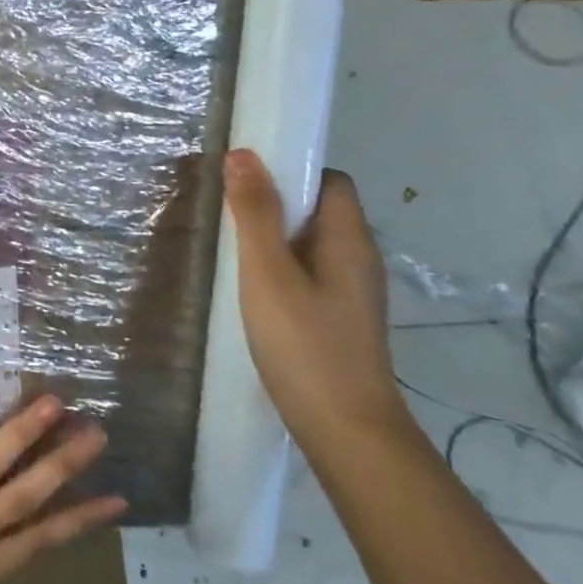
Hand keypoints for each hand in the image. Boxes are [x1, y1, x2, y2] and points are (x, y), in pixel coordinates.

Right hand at [223, 148, 405, 442]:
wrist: (345, 429)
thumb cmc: (304, 344)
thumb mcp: (267, 273)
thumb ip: (254, 214)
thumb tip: (242, 154)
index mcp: (349, 240)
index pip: (330, 181)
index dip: (291, 171)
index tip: (244, 178)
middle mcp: (358, 259)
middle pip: (320, 212)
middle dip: (275, 203)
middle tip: (224, 210)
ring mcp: (351, 294)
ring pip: (311, 245)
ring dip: (273, 237)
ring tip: (228, 245)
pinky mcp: (338, 320)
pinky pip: (308, 274)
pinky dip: (279, 268)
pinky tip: (248, 288)